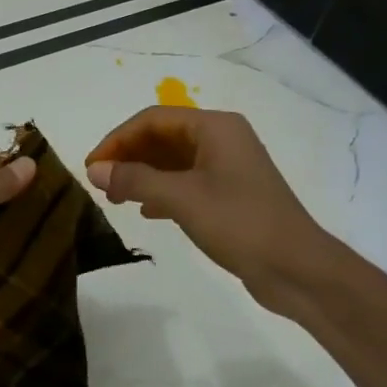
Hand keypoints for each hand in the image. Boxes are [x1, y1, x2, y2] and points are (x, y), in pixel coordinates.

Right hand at [85, 107, 325, 310]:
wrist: (295, 268)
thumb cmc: (239, 223)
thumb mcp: (181, 198)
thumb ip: (134, 180)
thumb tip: (94, 170)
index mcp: (216, 127)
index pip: (153, 119)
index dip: (117, 139)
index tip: (91, 166)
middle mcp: (223, 140)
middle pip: (163, 137)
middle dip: (129, 157)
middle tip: (100, 185)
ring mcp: (228, 168)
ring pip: (173, 161)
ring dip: (142, 175)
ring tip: (116, 200)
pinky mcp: (230, 195)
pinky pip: (186, 183)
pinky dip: (161, 192)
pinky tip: (145, 211)